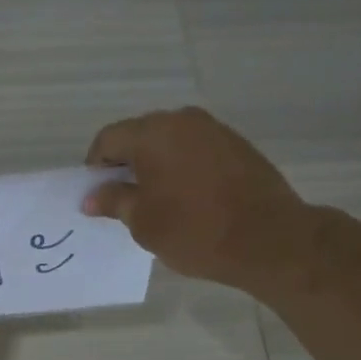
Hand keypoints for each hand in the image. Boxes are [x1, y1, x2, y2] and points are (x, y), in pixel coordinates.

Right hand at [81, 107, 305, 286]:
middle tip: (123, 200)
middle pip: (140, 135)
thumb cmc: (194, 231)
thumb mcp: (143, 222)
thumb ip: (113, 201)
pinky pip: (196, 151)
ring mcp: (215, 130)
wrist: (268, 239)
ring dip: (156, 166)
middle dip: (126, 164)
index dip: (95, 167)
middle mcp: (183, 120)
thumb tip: (92, 196)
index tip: (97, 196)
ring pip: (170, 142)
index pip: (108, 139)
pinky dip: (183, 169)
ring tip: (157, 202)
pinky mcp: (238, 146)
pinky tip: (187, 199)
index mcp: (153, 133)